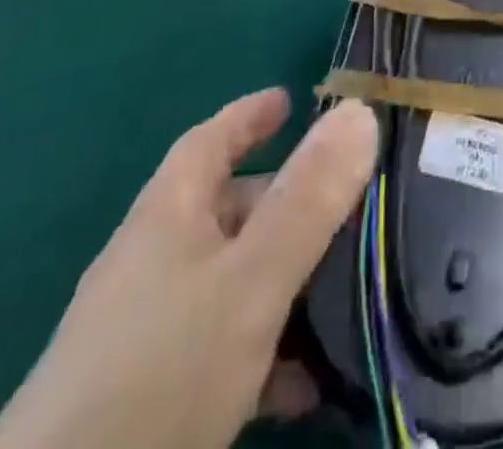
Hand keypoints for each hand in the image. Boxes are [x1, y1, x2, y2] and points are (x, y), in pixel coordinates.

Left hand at [0, 91, 376, 448]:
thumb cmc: (160, 373)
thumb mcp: (250, 280)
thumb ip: (308, 199)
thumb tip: (360, 109)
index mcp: (167, 216)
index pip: (209, 141)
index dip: (249, 116)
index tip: (290, 99)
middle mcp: (151, 264)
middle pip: (225, 212)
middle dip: (284, 203)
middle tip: (346, 205)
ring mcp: (141, 337)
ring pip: (228, 284)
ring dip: (282, 283)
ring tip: (343, 295)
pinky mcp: (143, 404)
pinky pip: (218, 353)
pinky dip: (264, 353)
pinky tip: (303, 387)